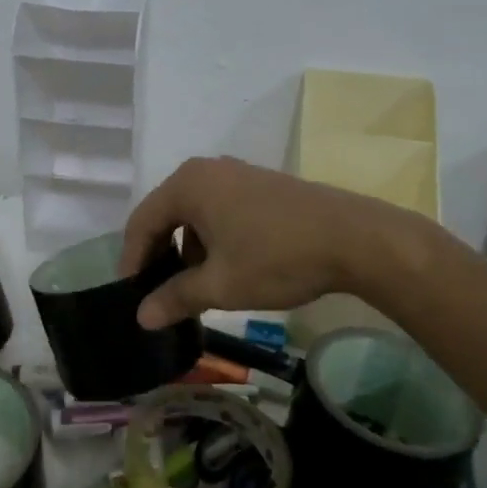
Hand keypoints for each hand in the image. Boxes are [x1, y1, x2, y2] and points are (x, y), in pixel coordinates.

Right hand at [119, 157, 417, 328]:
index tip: (132, 295)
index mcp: (188, 185)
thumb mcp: (221, 285)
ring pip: (195, 213)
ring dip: (188, 249)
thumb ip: (176, 298)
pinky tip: (227, 268)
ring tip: (194, 287)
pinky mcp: (261, 184)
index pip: (142, 221)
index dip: (132, 260)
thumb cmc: (277, 258)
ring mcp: (237, 173)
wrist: (354, 238)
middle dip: (160, 255)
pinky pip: (220, 209)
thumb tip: (141, 317)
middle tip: (158, 293)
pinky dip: (213, 238)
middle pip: (167, 214)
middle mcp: (207, 170)